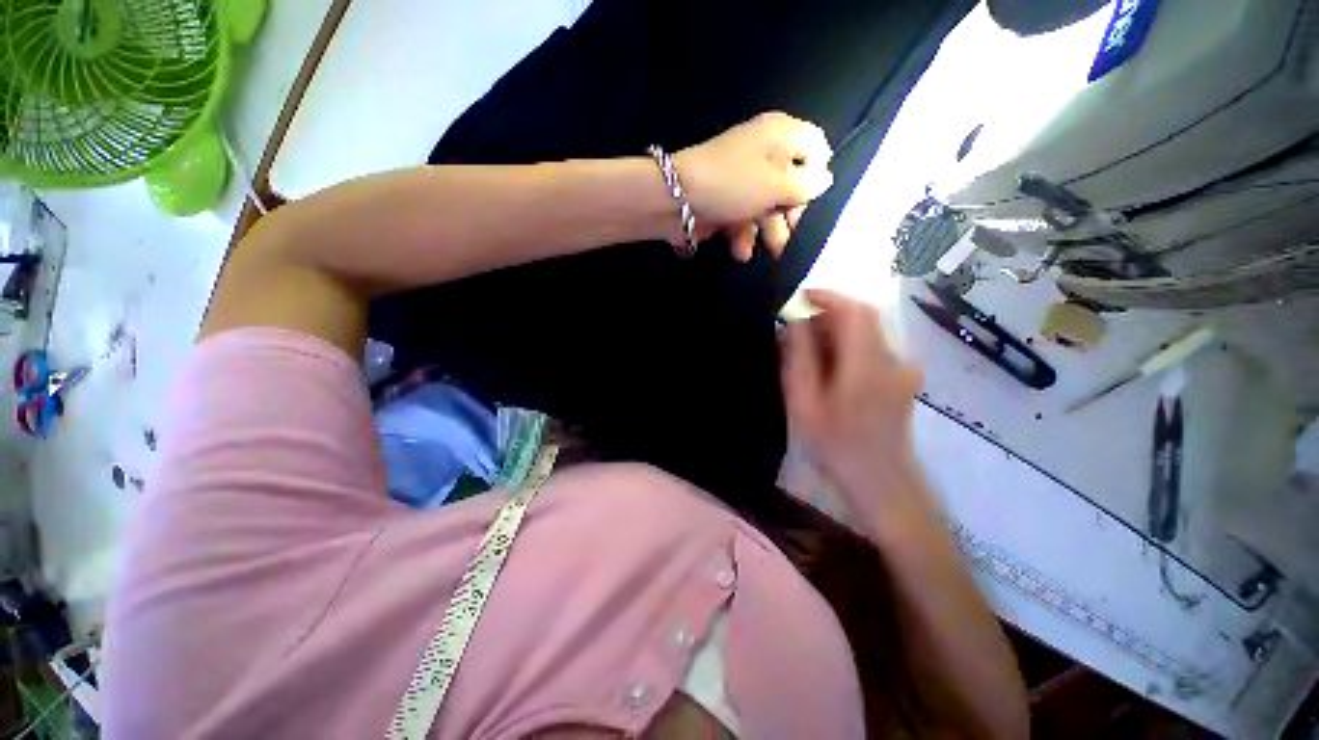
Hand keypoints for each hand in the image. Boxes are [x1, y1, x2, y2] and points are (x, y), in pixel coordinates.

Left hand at [674, 112, 833, 260]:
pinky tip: (740, 249)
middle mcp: (765, 147)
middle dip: (792, 210)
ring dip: (770, 228)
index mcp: (780, 133)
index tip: (809, 193)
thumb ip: (810, 184)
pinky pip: (747, 210)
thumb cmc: (734, 184)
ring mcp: (744, 171)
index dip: (816, 173)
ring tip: (766, 248)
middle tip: (787, 225)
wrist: (672, 199)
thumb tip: (824, 178)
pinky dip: (746, 230)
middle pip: (796, 180)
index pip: (817, 146)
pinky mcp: (727, 192)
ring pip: (772, 201)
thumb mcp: (782, 185)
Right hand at [780, 289, 929, 526]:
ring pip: (870, 336)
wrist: (883, 483)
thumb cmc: (839, 448)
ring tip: (814, 358)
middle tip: (800, 335)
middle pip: (863, 318)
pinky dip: (856, 351)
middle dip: (830, 317)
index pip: (853, 308)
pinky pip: (877, 353)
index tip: (800, 301)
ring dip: (842, 336)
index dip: (827, 296)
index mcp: (865, 360)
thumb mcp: (805, 405)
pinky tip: (839, 376)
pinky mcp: (904, 383)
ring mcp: (902, 370)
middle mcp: (890, 357)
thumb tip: (794, 322)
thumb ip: (799, 358)